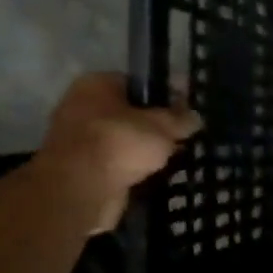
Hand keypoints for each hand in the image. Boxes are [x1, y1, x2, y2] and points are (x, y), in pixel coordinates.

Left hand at [33, 73, 201, 233]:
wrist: (80, 190)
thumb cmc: (120, 144)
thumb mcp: (162, 127)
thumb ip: (181, 119)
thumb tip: (194, 117)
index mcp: (96, 84)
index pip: (138, 82)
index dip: (166, 94)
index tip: (187, 110)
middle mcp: (82, 105)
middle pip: (130, 112)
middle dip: (156, 125)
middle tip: (183, 136)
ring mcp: (78, 138)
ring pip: (124, 139)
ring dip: (145, 148)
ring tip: (174, 157)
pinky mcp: (82, 167)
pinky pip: (117, 161)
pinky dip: (134, 167)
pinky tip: (155, 174)